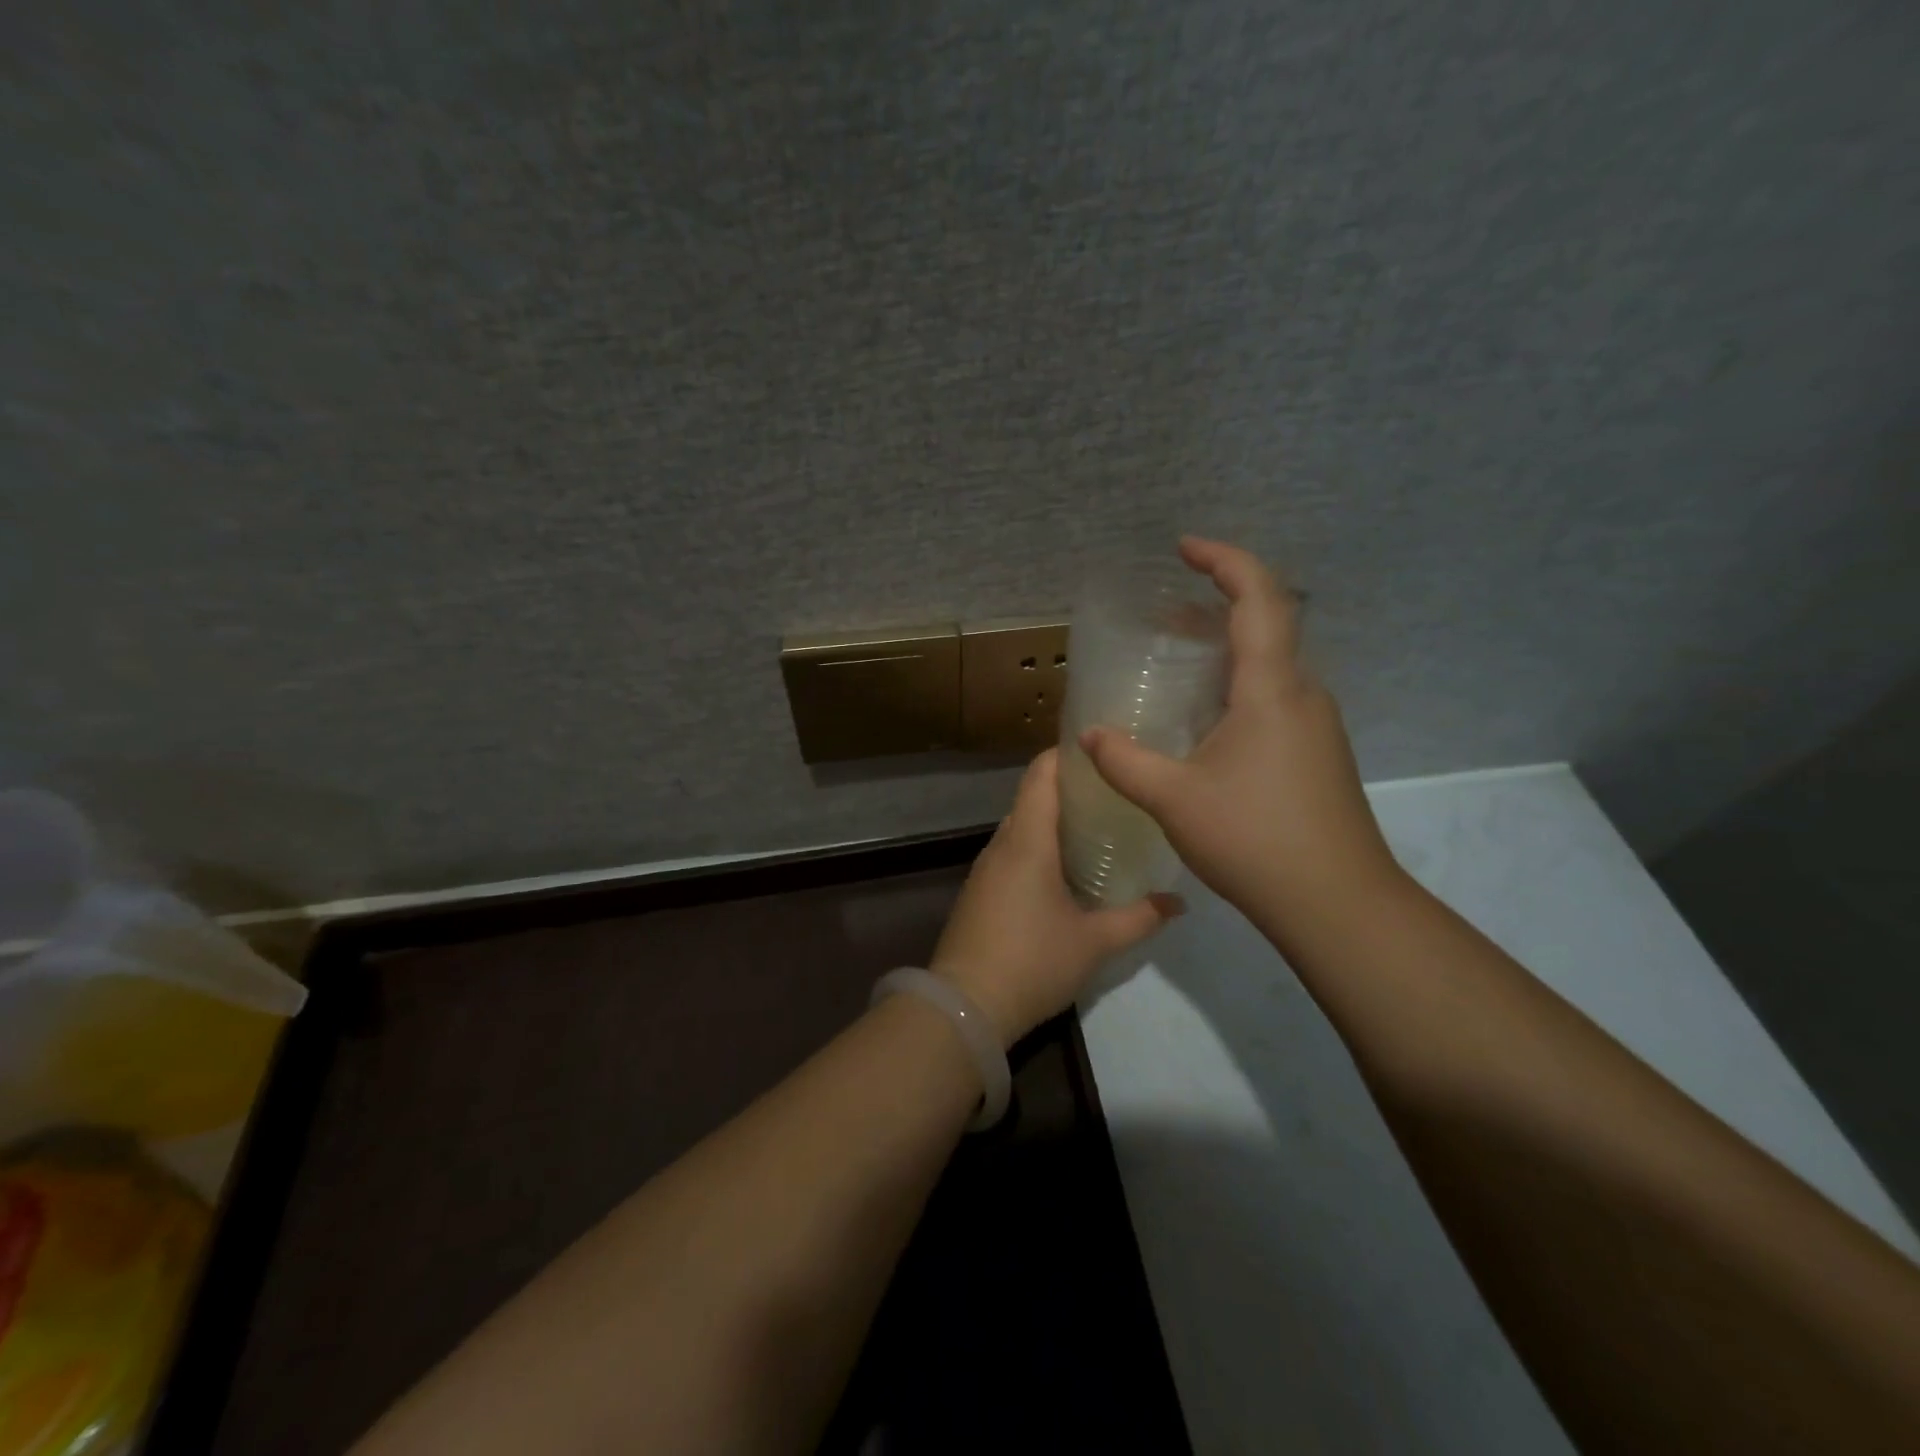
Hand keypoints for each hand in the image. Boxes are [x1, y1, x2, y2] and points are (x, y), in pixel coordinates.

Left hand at [931, 749, 1182, 1046]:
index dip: (1067, 754)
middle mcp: (1002, 844)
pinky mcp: (979, 892)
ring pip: (1021, 828)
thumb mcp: (1094, 942)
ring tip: (1096, 827)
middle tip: (1114, 793)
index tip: (1102, 750)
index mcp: (1027, 840)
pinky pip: (1011, 854)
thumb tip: (1178, 903)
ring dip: (1052, 822)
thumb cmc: (1032, 961)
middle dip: (1069, 790)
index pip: (1041, 774)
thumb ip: (1138, 918)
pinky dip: (1037, 848)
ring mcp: (985, 869)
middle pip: (1032, 798)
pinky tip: (1064, 869)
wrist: (965, 1006)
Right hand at [1079, 537, 1402, 937]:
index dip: (1224, 560)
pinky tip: (1205, 720)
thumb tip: (1091, 736)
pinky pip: (1274, 696)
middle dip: (1217, 603)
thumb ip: (1126, 762)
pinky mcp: (1316, 753)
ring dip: (1227, 647)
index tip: (1184, 548)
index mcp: (1272, 689)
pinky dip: (1237, 684)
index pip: (1259, 598)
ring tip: (1179, 659)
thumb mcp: (1175, 799)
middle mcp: (1302, 694)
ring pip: (1271, 663)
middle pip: (1267, 624)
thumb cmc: (1256, 840)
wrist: (1338, 903)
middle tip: (1166, 612)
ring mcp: (1315, 725)